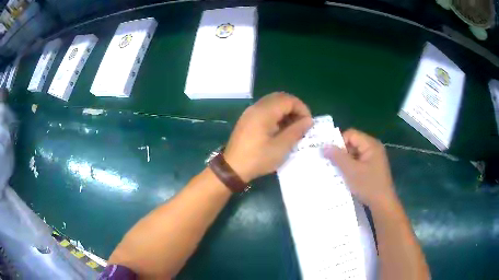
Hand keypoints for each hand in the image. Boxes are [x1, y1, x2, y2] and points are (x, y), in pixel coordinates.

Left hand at [225, 92, 312, 181]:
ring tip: (293, 127)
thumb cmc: (258, 158)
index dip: (302, 108)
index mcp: (264, 112)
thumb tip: (308, 120)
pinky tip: (280, 129)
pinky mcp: (247, 119)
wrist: (232, 168)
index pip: (288, 100)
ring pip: (272, 103)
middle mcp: (256, 107)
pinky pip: (265, 109)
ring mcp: (250, 112)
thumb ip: (296, 131)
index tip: (308, 123)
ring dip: (285, 111)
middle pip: (280, 98)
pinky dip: (276, 114)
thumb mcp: (281, 147)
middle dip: (294, 107)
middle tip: (302, 123)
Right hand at [323, 129, 395, 206]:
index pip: (351, 134)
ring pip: (354, 154)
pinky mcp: (372, 168)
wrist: (383, 203)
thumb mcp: (351, 171)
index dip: (339, 142)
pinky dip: (350, 167)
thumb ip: (337, 157)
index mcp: (371, 145)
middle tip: (329, 163)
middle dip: (341, 152)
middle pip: (353, 143)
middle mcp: (373, 148)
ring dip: (345, 161)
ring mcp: (374, 158)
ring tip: (334, 170)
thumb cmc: (368, 185)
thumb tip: (324, 145)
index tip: (329, 154)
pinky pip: (358, 162)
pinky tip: (344, 176)